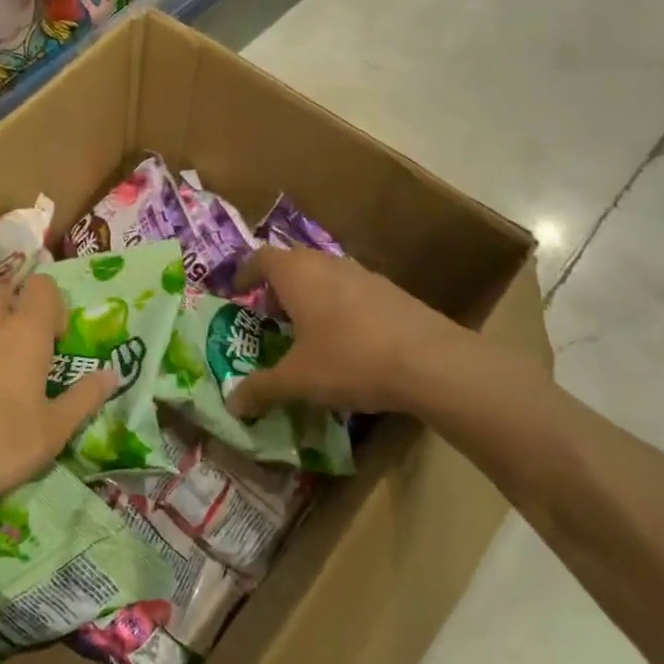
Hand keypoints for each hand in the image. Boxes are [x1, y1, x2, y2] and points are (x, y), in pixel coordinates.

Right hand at [227, 247, 476, 418]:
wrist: (431, 362)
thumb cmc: (349, 359)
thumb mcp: (298, 380)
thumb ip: (262, 389)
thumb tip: (233, 405)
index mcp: (297, 274)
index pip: (261, 257)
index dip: (245, 273)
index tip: (237, 293)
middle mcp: (327, 264)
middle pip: (293, 263)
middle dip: (277, 287)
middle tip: (270, 316)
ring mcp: (363, 274)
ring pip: (325, 275)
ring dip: (310, 296)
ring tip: (306, 331)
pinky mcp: (391, 291)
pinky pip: (352, 291)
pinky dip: (339, 307)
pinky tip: (346, 342)